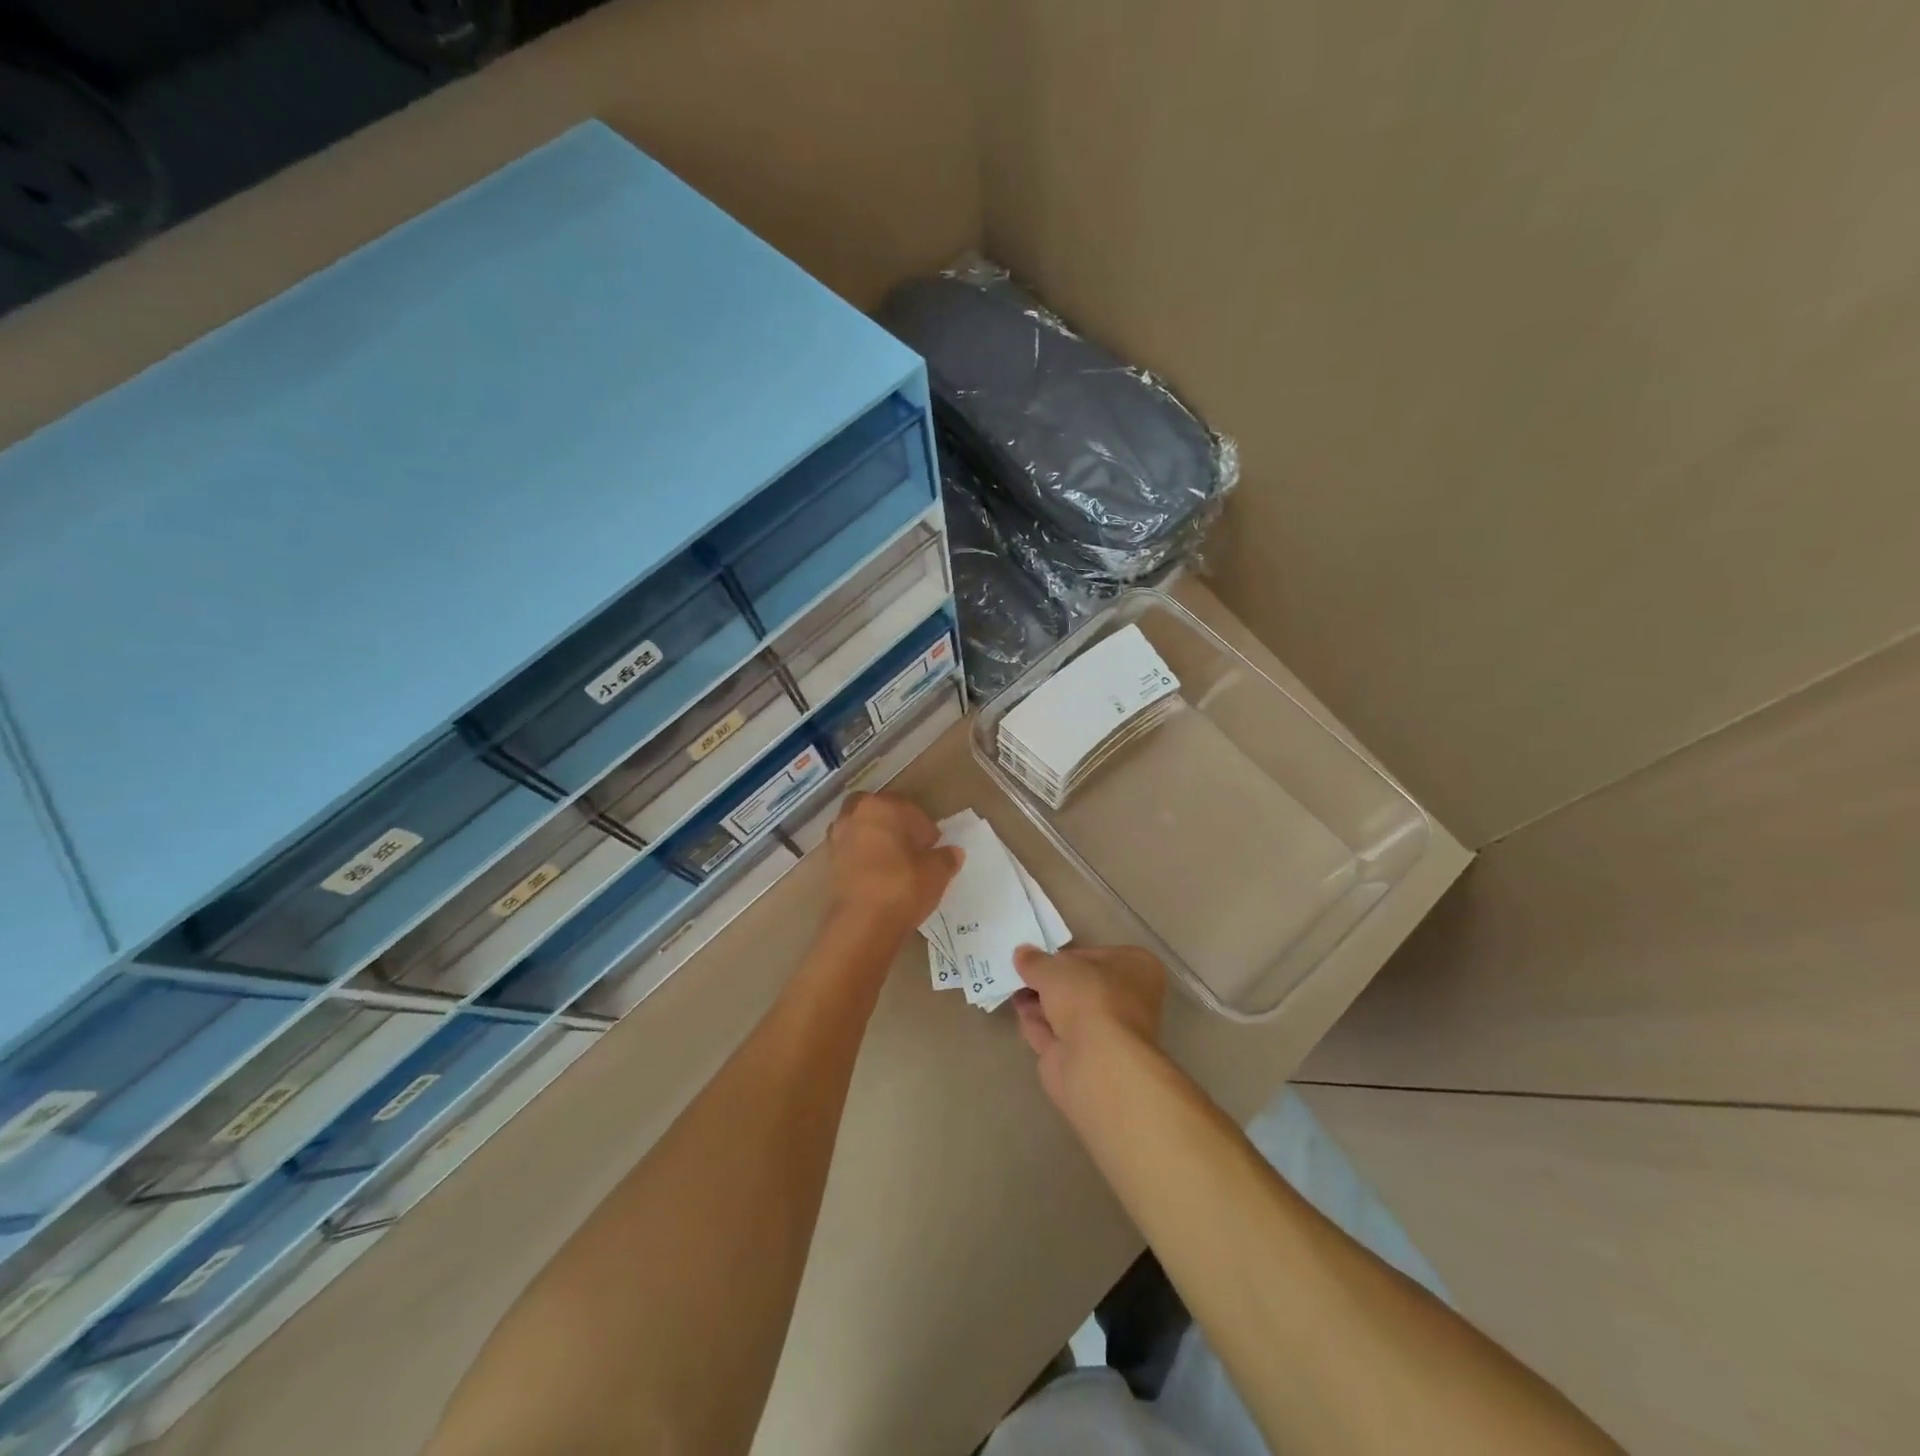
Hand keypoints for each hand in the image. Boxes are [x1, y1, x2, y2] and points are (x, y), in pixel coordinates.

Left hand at [826, 792, 962, 943]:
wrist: (861, 925)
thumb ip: (946, 857)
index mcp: (880, 806)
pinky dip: (863, 860)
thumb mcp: (936, 872)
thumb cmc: (902, 886)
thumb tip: (952, 853)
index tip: (934, 846)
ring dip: (876, 842)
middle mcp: (853, 815)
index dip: (924, 828)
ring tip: (895, 865)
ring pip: (861, 832)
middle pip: (878, 814)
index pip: (908, 808)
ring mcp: (836, 840)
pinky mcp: (828, 865)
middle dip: (894, 827)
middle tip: (912, 849)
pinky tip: (879, 879)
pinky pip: (851, 854)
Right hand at [1012, 944, 1166, 1104]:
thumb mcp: (1054, 968)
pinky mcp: (1088, 1059)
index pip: (1096, 955)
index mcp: (1136, 967)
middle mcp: (1129, 999)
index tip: (1039, 957)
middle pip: (1081, 986)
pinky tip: (1019, 1014)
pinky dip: (1040, 1024)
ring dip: (1041, 1002)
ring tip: (1012, 989)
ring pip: (1069, 1012)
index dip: (1065, 956)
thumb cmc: (1088, 998)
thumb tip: (1022, 953)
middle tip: (1021, 973)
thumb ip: (1036, 961)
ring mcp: (1109, 1033)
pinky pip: (1059, 1035)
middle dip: (1051, 982)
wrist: (1097, 1063)